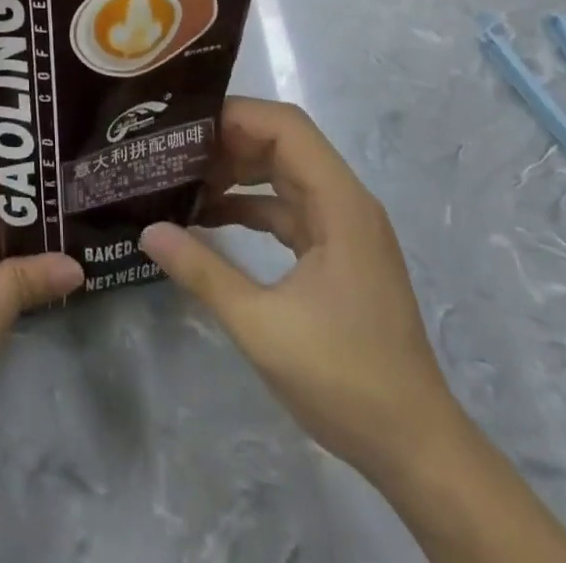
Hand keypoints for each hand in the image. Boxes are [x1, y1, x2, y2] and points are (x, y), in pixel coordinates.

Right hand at [138, 98, 460, 482]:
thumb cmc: (346, 380)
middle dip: (228, 141)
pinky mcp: (337, 251)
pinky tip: (211, 218)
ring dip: (238, 172)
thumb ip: (203, 272)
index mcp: (340, 203)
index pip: (286, 127)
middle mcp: (346, 202)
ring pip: (284, 173)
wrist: (417, 449)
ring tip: (184, 180)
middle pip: (283, 143)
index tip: (184, 127)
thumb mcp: (262, 327)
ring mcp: (344, 226)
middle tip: (174, 152)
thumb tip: (148, 231)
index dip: (236, 115)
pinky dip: (251, 205)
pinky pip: (288, 207)